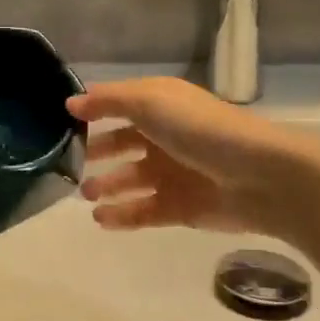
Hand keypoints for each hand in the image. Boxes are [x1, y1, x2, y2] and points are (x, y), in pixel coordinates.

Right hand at [68, 77, 319, 243]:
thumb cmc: (199, 129)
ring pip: (131, 179)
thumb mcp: (149, 101)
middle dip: (97, 152)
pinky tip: (100, 219)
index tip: (60, 124)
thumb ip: (108, 101)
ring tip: (83, 195)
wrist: (259, 175)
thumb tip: (70, 103)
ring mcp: (173, 174)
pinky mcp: (181, 208)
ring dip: (107, 186)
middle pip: (123, 143)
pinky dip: (122, 215)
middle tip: (67, 164)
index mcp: (160, 105)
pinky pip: (144, 211)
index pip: (119, 105)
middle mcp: (164, 136)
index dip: (92, 112)